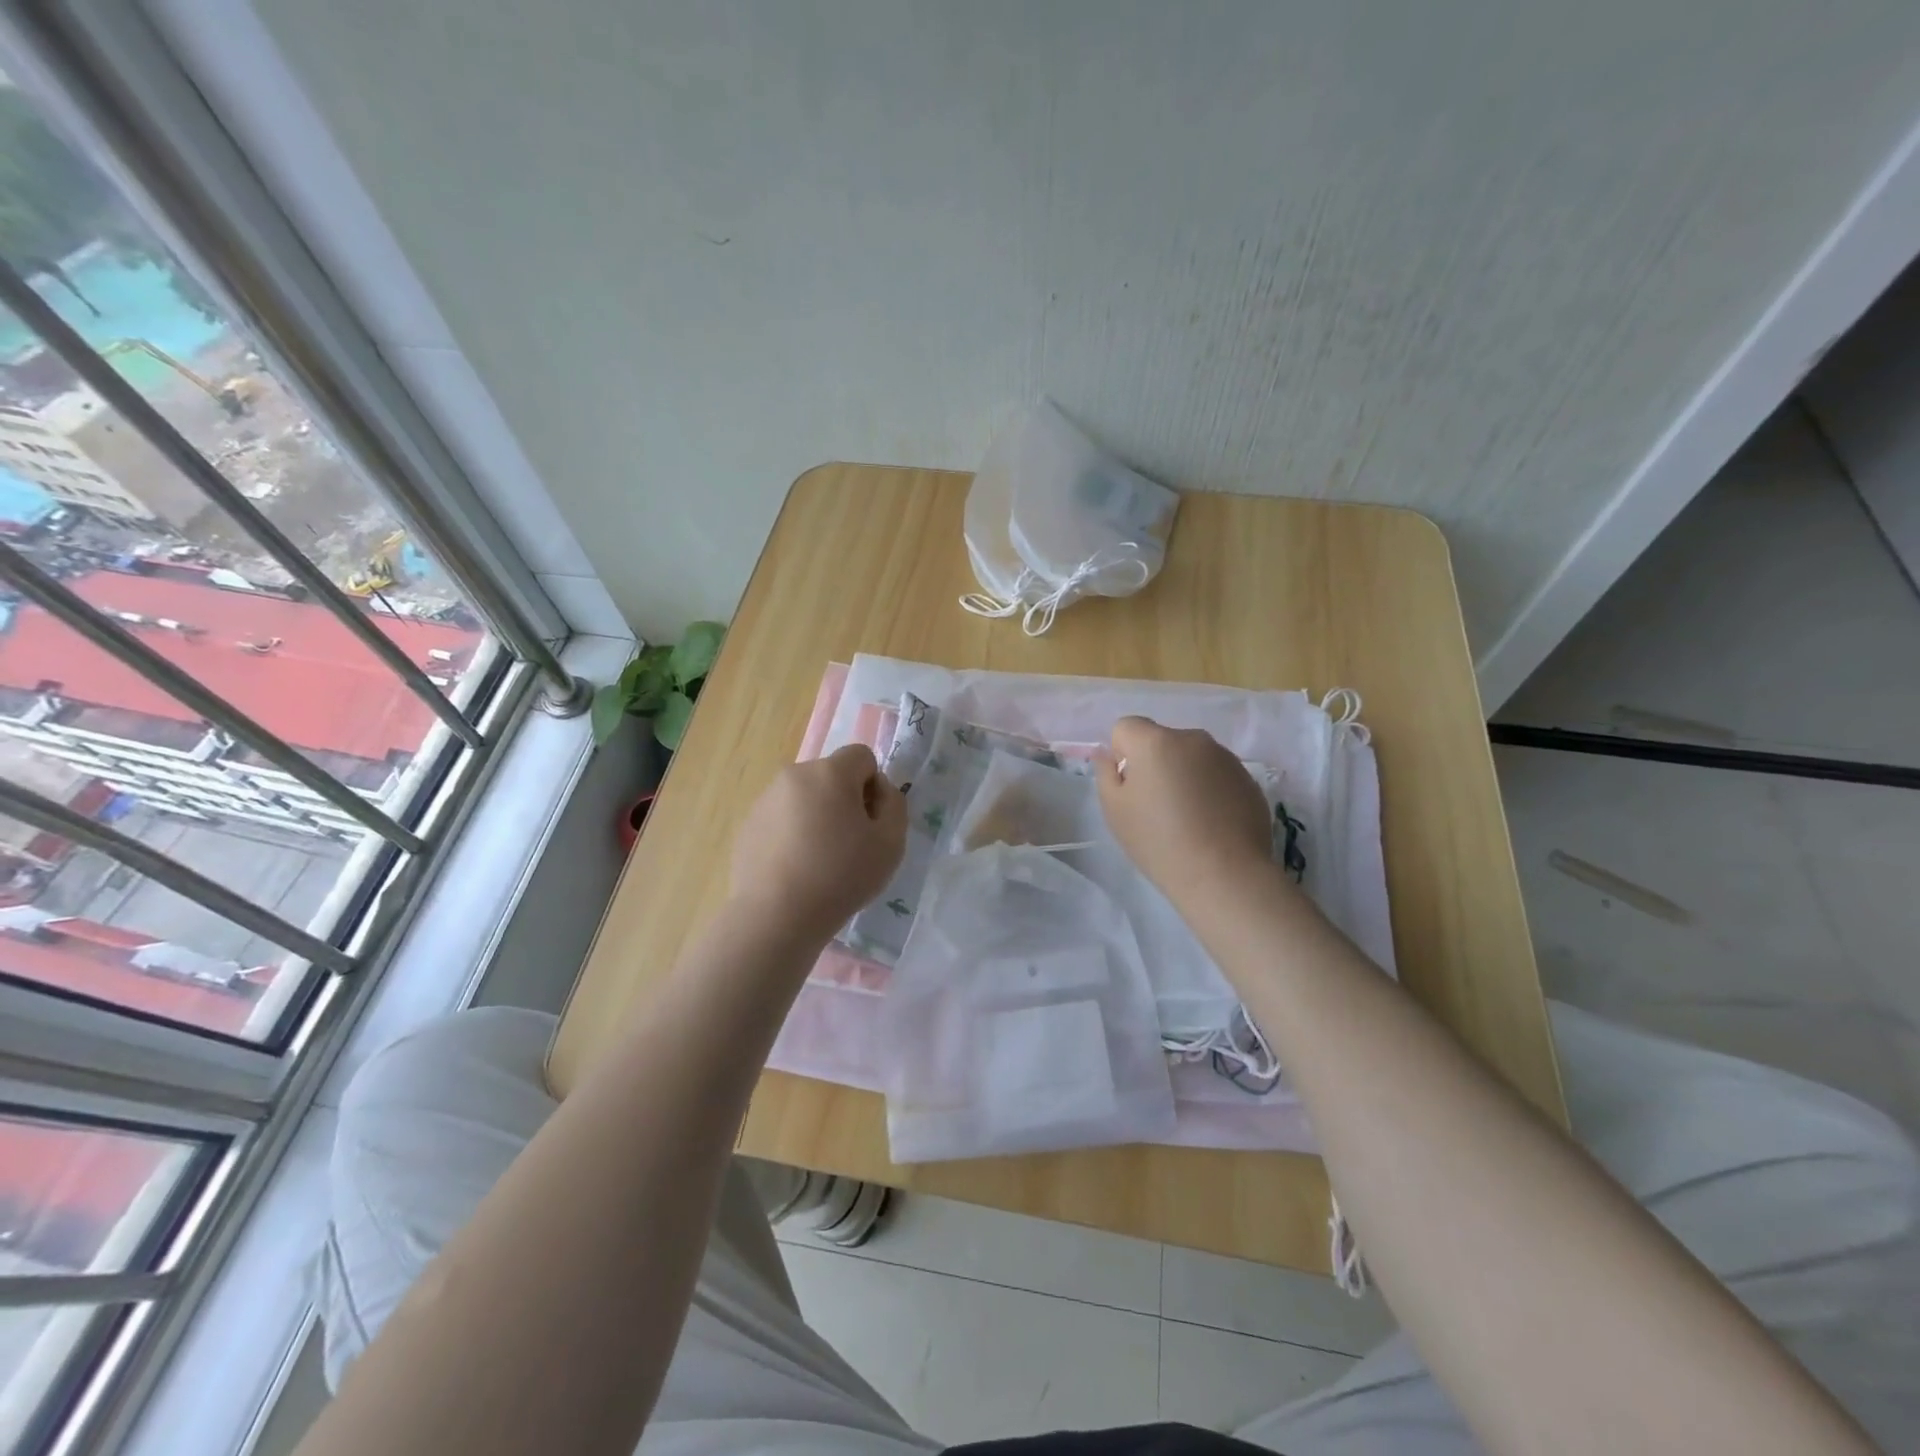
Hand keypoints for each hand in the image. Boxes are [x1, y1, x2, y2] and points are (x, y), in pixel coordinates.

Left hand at [729, 744, 907, 942]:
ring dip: (817, 815)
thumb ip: (895, 804)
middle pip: (831, 775)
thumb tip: (879, 789)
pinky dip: (792, 834)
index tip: (870, 822)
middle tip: (848, 844)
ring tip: (818, 860)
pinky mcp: (747, 825)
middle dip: (843, 800)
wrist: (776, 916)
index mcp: (830, 772)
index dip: (873, 786)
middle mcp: (794, 775)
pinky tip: (795, 869)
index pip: (862, 756)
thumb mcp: (891, 842)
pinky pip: (781, 818)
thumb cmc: (841, 876)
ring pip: (804, 797)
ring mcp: (765, 799)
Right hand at [1096, 716, 1275, 908]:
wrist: (1224, 874)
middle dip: (1155, 763)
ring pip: (1191, 757)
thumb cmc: (1159, 841)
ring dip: (1184, 775)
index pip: (1126, 727)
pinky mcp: (1248, 778)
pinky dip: (1209, 789)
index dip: (1122, 754)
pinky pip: (1216, 774)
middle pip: (1161, 740)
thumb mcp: (1115, 810)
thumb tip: (1108, 755)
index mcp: (1155, 741)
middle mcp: (1192, 738)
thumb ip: (1105, 773)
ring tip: (1187, 817)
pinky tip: (1211, 823)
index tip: (1130, 787)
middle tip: (1156, 806)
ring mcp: (1225, 757)